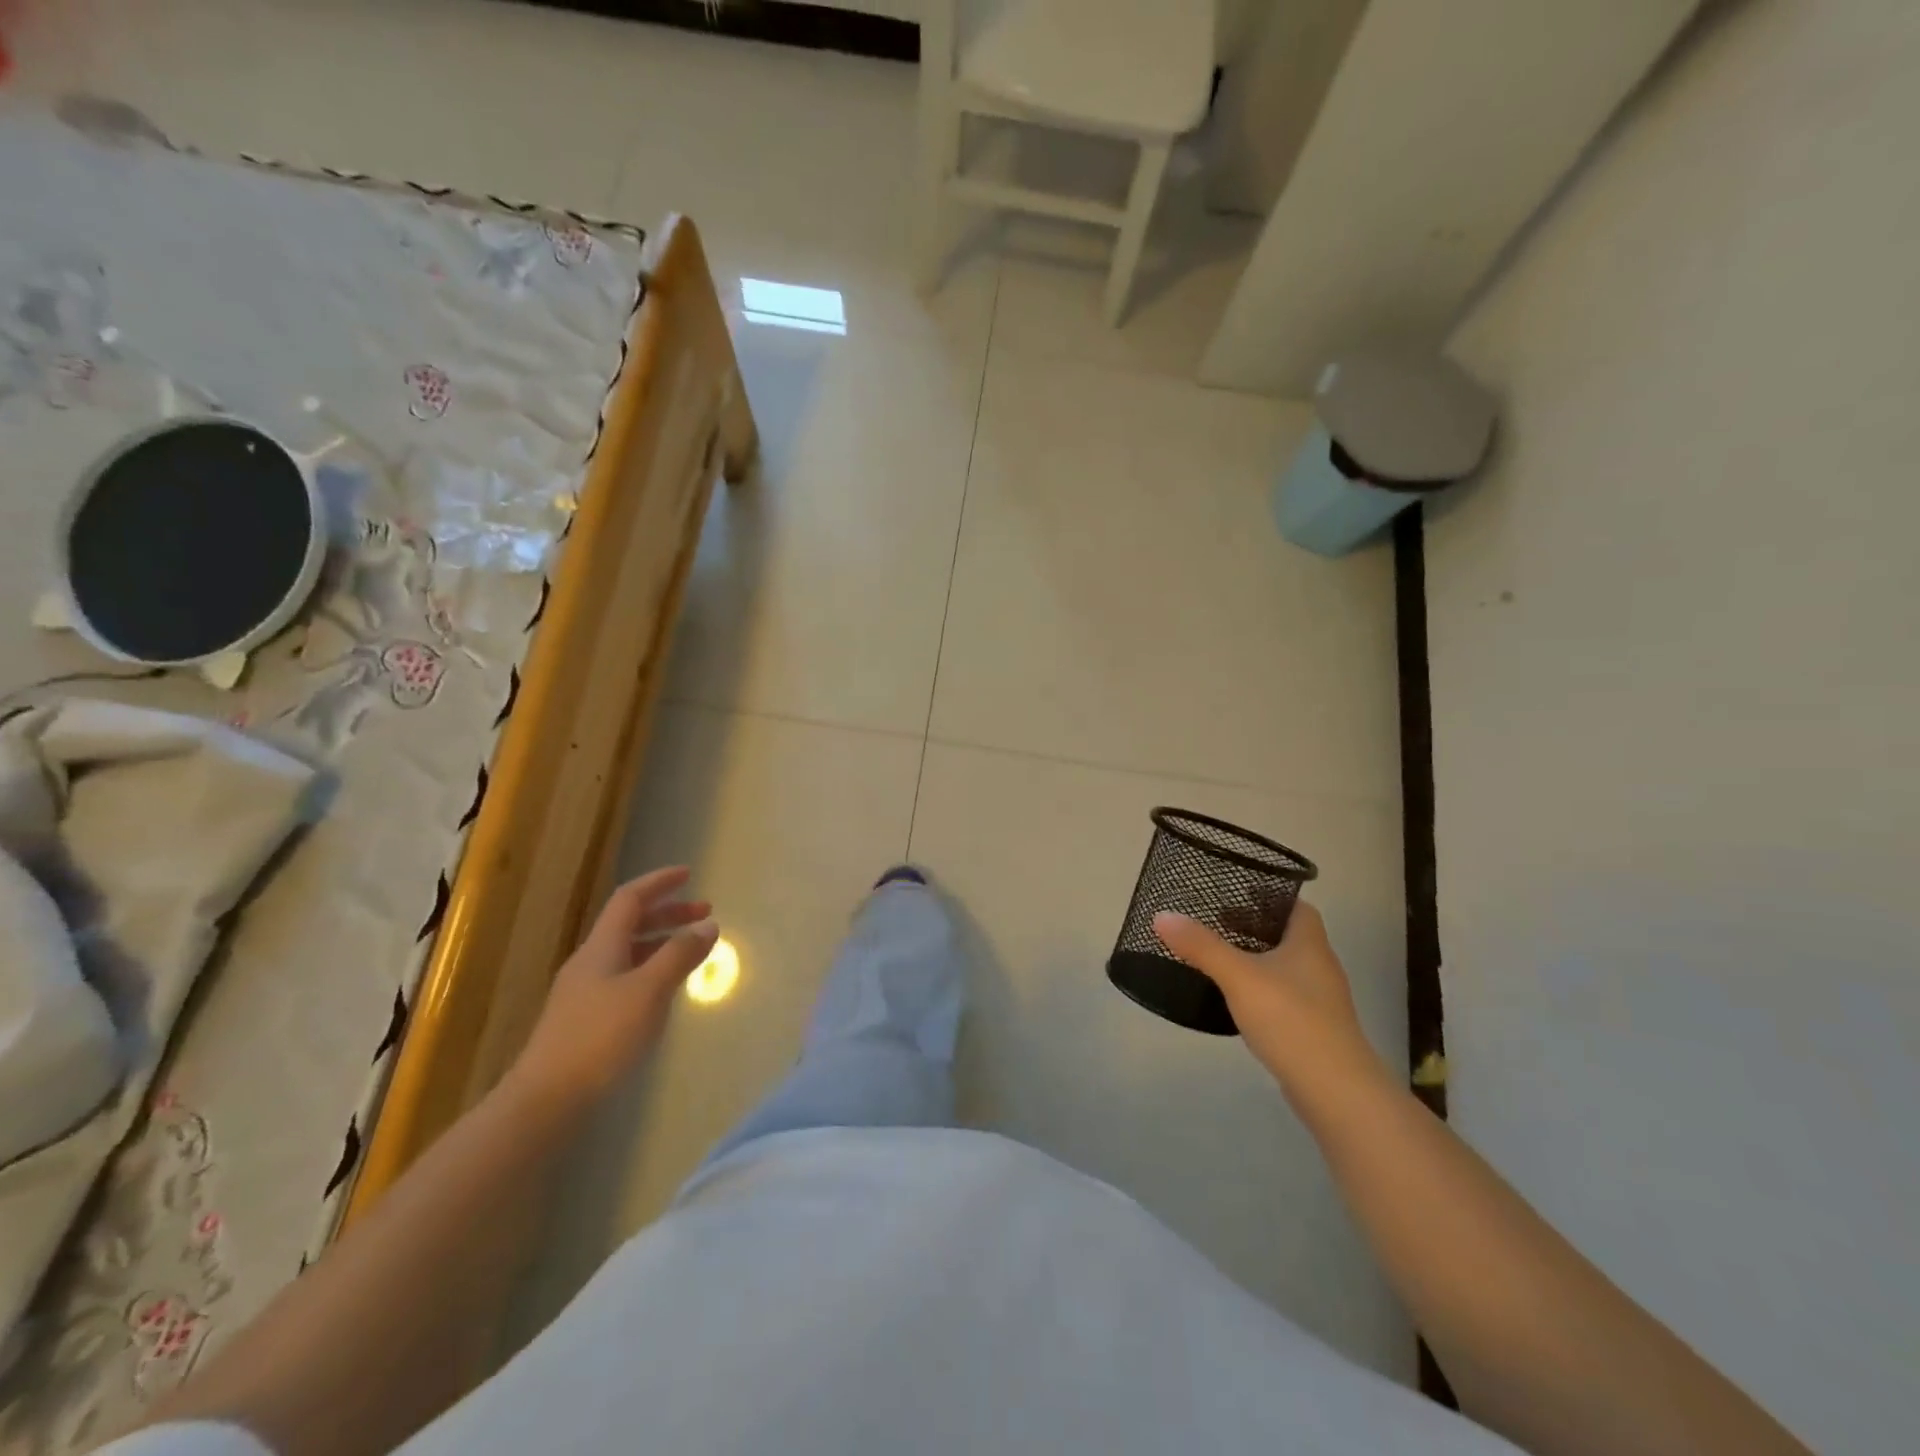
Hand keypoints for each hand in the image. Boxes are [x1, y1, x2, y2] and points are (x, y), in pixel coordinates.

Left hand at [508, 866, 717, 1114]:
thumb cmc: (600, 1037)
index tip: (689, 873)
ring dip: (661, 942)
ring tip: (692, 951)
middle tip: (705, 914)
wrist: (545, 1100)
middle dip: (669, 913)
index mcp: (602, 947)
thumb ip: (679, 955)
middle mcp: (591, 962)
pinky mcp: (585, 1020)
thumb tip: (707, 924)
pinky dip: (651, 970)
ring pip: (628, 952)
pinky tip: (665, 992)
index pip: (630, 898)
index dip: (659, 882)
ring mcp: (585, 992)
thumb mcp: (649, 991)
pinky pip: (625, 978)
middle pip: (630, 924)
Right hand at [1153, 900, 1383, 1094]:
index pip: (1297, 907)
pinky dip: (1262, 990)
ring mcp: (1320, 1001)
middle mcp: (1320, 967)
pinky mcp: (1314, 1030)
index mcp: (1310, 944)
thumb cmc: (1291, 1020)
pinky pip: (1285, 997)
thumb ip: (1201, 946)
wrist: (1336, 1091)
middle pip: (1289, 936)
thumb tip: (1162, 916)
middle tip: (1217, 924)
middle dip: (1255, 928)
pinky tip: (1238, 1000)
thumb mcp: (1239, 977)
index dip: (1269, 897)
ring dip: (1257, 960)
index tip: (1236, 894)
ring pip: (1286, 967)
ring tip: (1220, 959)